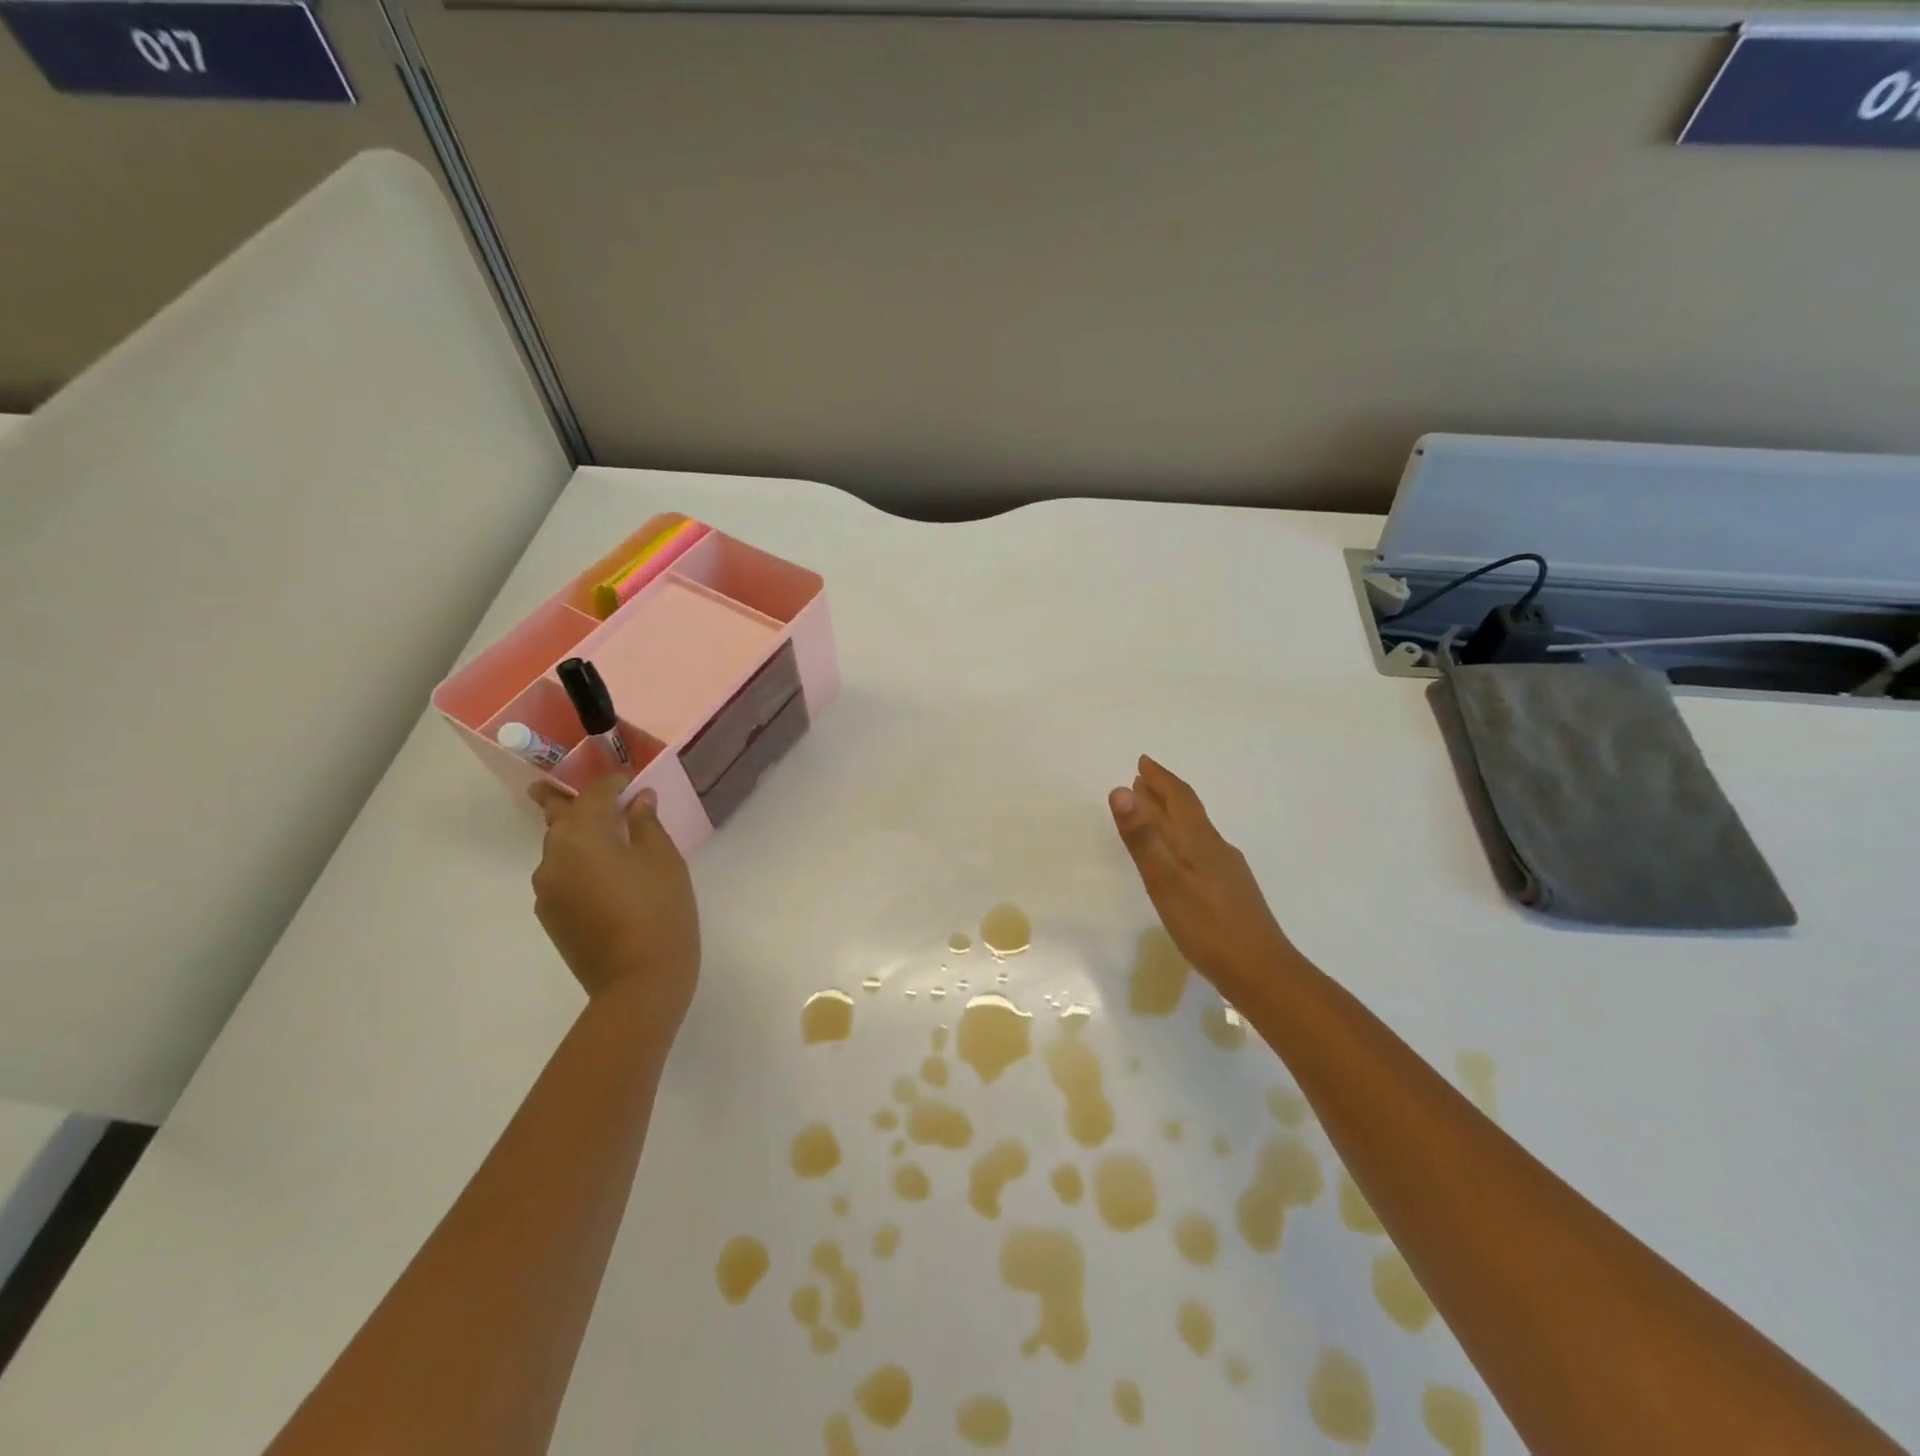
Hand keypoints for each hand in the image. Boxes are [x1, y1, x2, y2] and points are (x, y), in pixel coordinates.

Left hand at [528, 776, 700, 1030]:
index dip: (613, 782)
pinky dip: (575, 864)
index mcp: (582, 835)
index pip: (594, 794)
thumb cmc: (660, 910)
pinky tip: (599, 875)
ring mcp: (546, 889)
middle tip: (552, 785)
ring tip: (591, 833)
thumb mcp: (664, 860)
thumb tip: (638, 801)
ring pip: (557, 849)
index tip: (629, 779)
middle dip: (562, 800)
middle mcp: (554, 856)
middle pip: (558, 818)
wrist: (638, 981)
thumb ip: (646, 824)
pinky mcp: (550, 916)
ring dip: (572, 835)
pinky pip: (560, 876)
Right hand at [1109, 755, 1292, 989]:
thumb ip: (1142, 837)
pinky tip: (1181, 860)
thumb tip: (1121, 789)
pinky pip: (1200, 852)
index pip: (1179, 798)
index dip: (1160, 778)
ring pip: (1195, 833)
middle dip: (1164, 794)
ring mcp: (1227, 872)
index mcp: (1200, 841)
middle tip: (1142, 781)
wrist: (1262, 972)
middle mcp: (1216, 849)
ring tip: (1153, 814)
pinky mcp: (1230, 893)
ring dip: (1172, 817)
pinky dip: (1181, 841)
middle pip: (1188, 812)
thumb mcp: (1165, 881)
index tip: (1142, 762)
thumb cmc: (1207, 926)